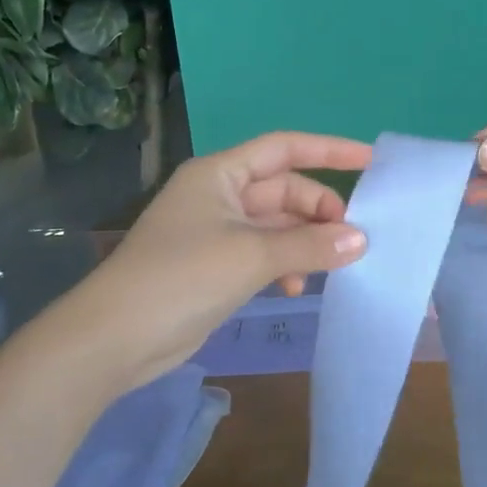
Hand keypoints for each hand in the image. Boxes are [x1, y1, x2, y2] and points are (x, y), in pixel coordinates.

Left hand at [54, 131, 371, 394]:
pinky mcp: (215, 266)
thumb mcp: (251, 255)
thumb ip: (309, 245)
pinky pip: (264, 253)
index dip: (328, 150)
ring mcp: (216, 232)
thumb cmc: (182, 277)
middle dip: (319, 210)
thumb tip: (360, 240)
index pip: (283, 148)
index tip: (370, 160)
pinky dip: (285, 265)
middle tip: (352, 238)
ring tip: (331, 266)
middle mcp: (219, 195)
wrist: (115, 337)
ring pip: (276, 225)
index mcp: (220, 174)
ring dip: (305, 241)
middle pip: (283, 190)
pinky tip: (297, 287)